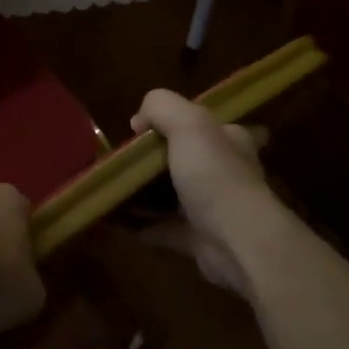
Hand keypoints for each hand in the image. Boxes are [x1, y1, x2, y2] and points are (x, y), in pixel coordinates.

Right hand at [132, 89, 278, 299]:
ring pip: (172, 194)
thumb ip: (161, 107)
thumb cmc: (215, 176)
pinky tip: (114, 218)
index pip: (216, 125)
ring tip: (111, 186)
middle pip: (188, 159)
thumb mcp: (188, 123)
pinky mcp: (196, 238)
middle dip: (157, 159)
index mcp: (229, 141)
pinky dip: (138, 224)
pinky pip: (160, 227)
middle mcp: (224, 172)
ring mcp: (211, 208)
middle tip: (124, 159)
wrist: (236, 241)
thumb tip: (139, 121)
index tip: (157, 128)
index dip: (191, 123)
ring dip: (143, 193)